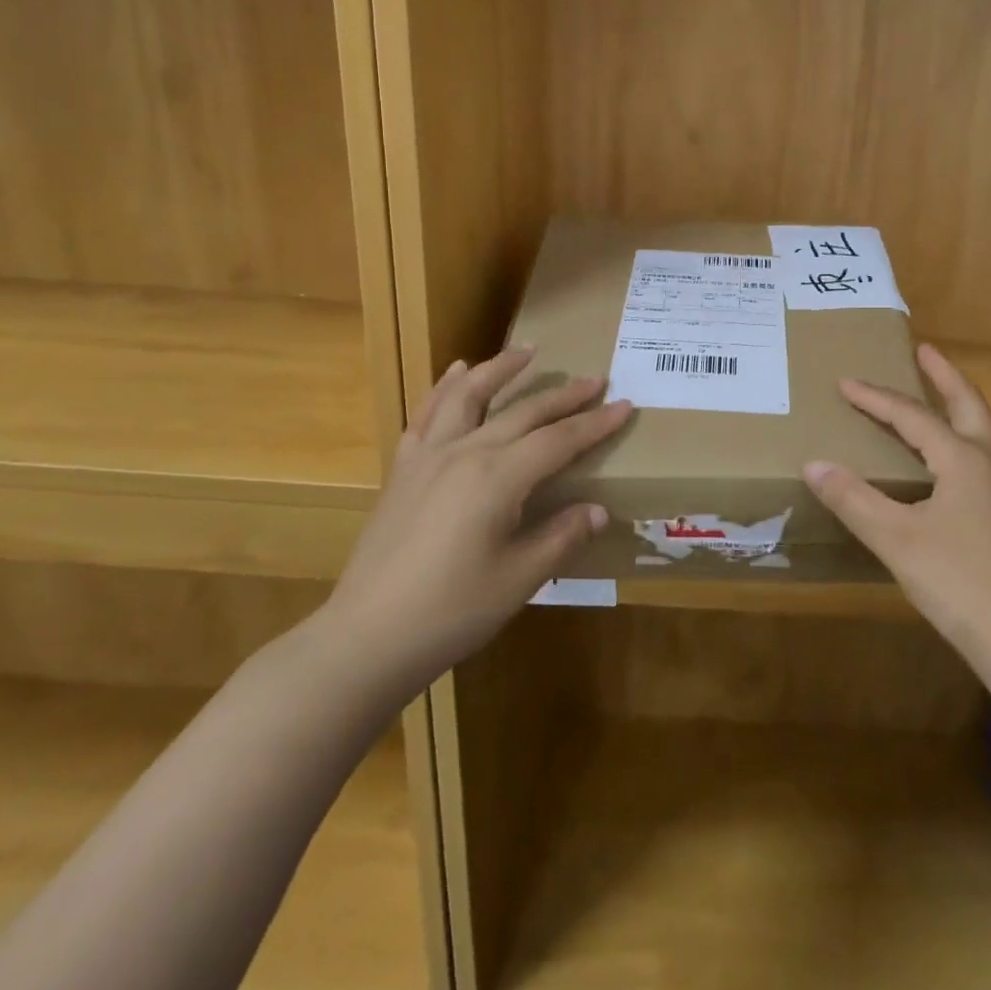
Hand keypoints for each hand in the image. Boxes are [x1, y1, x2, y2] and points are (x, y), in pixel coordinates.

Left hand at [319, 347, 632, 698]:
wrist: (366, 638)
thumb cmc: (451, 613)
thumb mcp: (519, 580)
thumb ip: (561, 537)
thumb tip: (598, 510)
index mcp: (497, 479)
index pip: (559, 441)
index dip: (595, 424)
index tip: (625, 405)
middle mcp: (464, 454)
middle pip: (523, 413)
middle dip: (563, 395)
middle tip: (594, 379)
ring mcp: (428, 457)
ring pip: (469, 396)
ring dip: (501, 369)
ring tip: (527, 351)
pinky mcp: (403, 470)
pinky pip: (427, 415)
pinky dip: (445, 388)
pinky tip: (457, 372)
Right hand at [802, 343, 990, 666]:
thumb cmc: (959, 583)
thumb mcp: (896, 539)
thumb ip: (853, 498)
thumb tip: (814, 464)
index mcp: (964, 459)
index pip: (912, 416)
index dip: (875, 398)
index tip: (845, 382)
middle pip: (968, 404)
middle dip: (944, 375)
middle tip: (924, 350)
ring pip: (982, 432)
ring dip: (957, 407)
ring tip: (934, 400)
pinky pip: (985, 459)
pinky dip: (963, 441)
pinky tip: (949, 465)